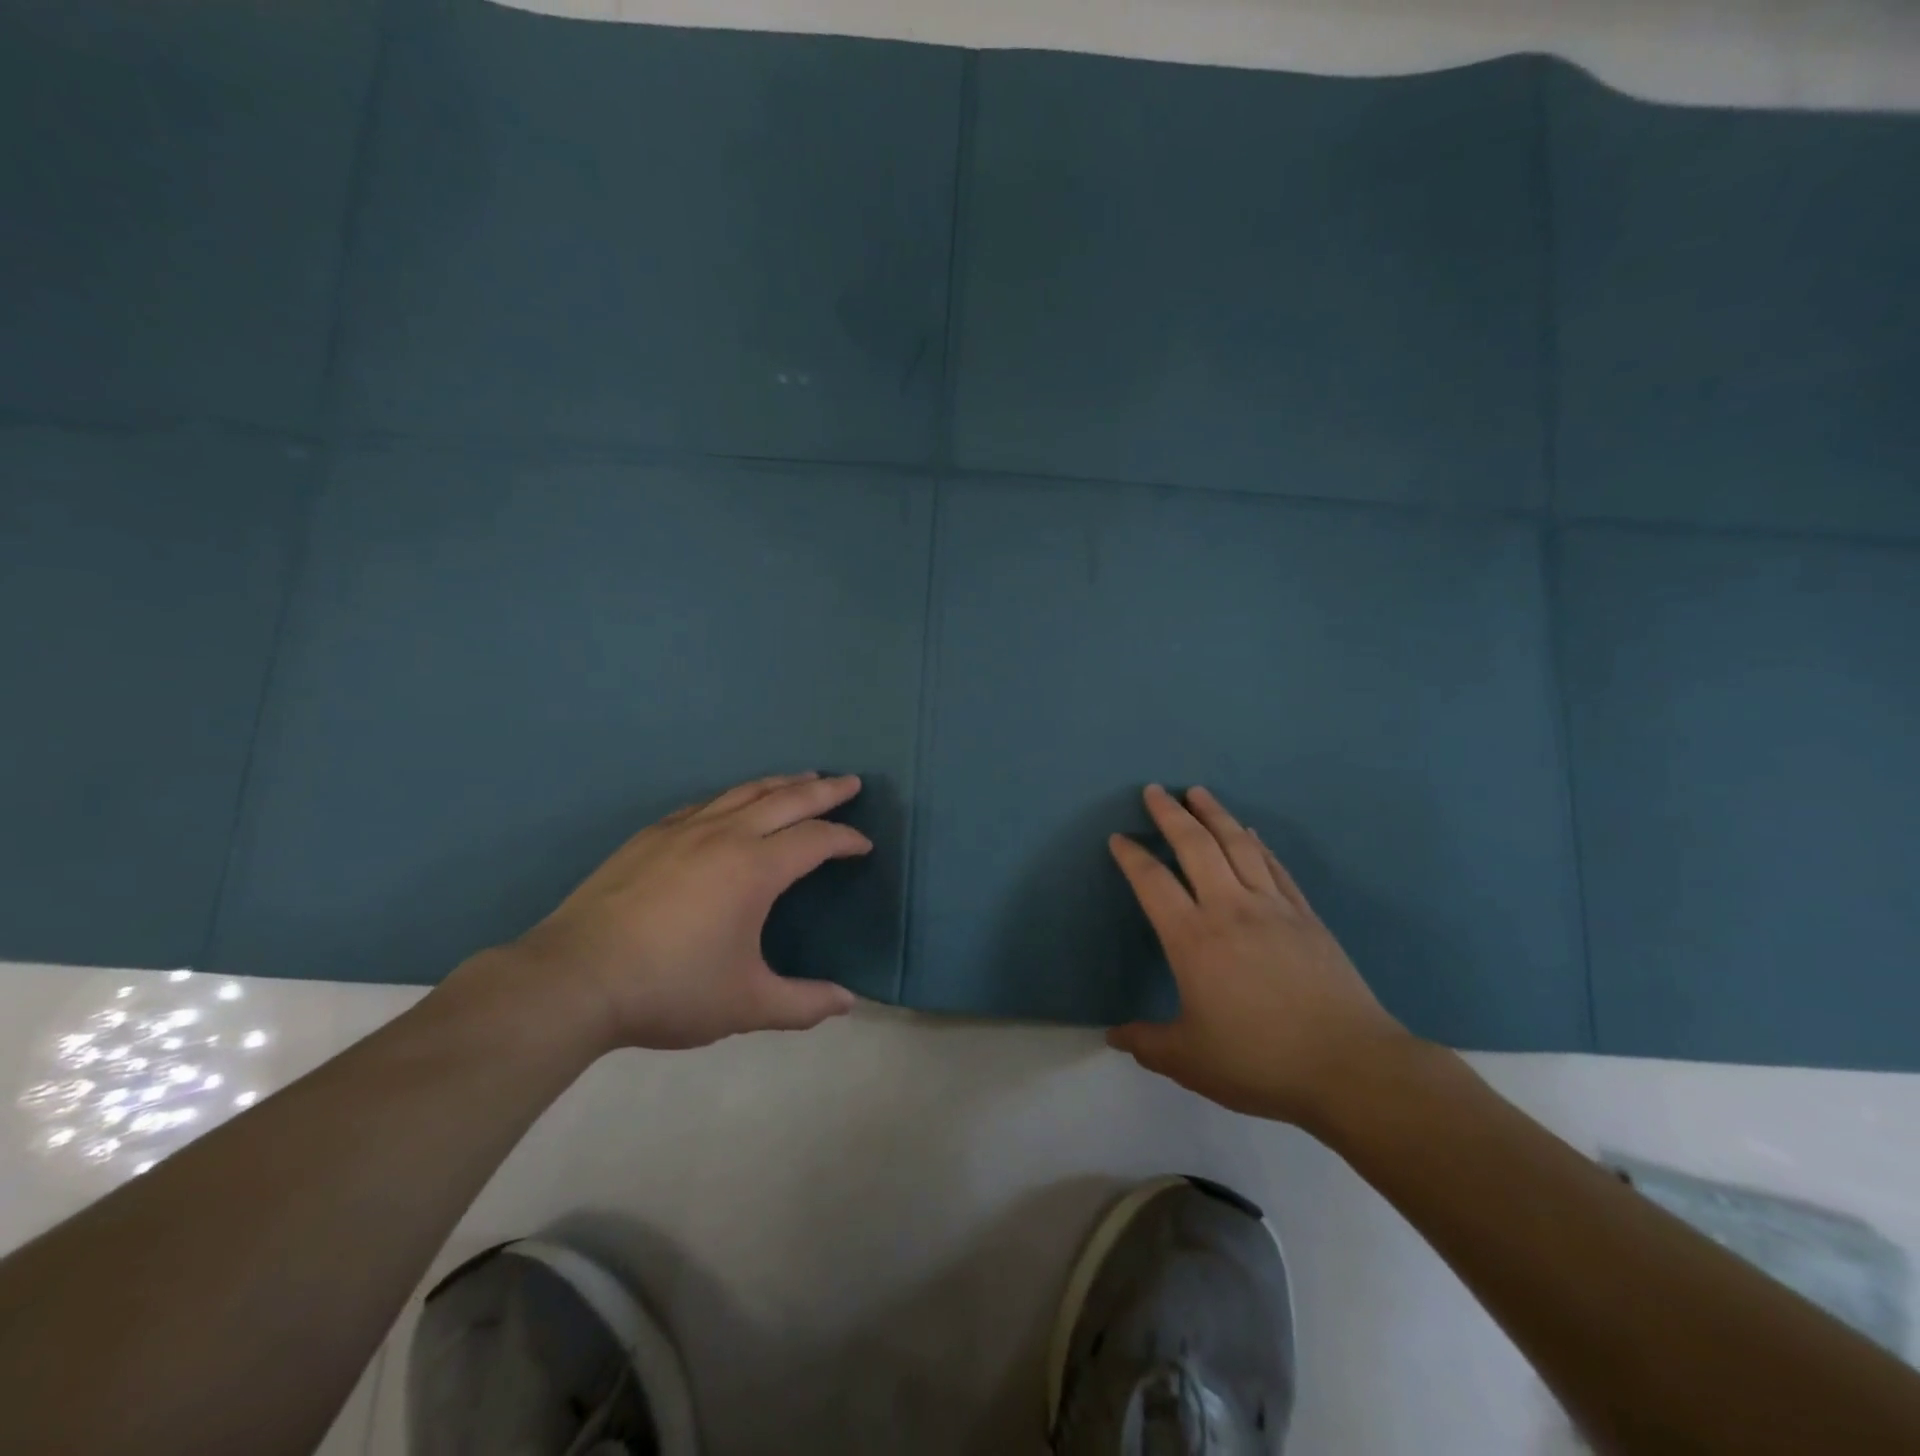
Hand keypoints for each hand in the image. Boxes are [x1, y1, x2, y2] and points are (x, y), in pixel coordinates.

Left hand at [468, 773, 870, 1051]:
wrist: (573, 980)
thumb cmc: (670, 990)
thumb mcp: (746, 1004)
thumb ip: (804, 1004)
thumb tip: (848, 1002)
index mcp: (755, 869)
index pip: (815, 840)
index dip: (846, 839)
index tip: (864, 845)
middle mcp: (724, 836)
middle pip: (786, 799)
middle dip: (825, 790)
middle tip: (851, 782)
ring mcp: (683, 830)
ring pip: (743, 792)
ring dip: (781, 783)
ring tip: (804, 777)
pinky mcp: (650, 837)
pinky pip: (705, 803)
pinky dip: (734, 796)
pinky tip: (732, 803)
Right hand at [1106, 784, 1417, 1126]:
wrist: (1350, 1066)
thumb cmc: (1260, 1061)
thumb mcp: (1190, 1060)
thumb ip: (1146, 1043)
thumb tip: (1114, 1036)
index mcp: (1193, 939)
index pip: (1153, 882)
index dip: (1132, 856)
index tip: (1118, 838)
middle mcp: (1229, 909)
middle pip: (1195, 846)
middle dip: (1171, 814)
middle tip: (1155, 790)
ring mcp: (1272, 908)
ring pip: (1238, 845)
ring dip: (1215, 814)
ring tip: (1198, 792)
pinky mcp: (1306, 916)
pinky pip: (1274, 866)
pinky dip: (1257, 843)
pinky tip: (1250, 832)